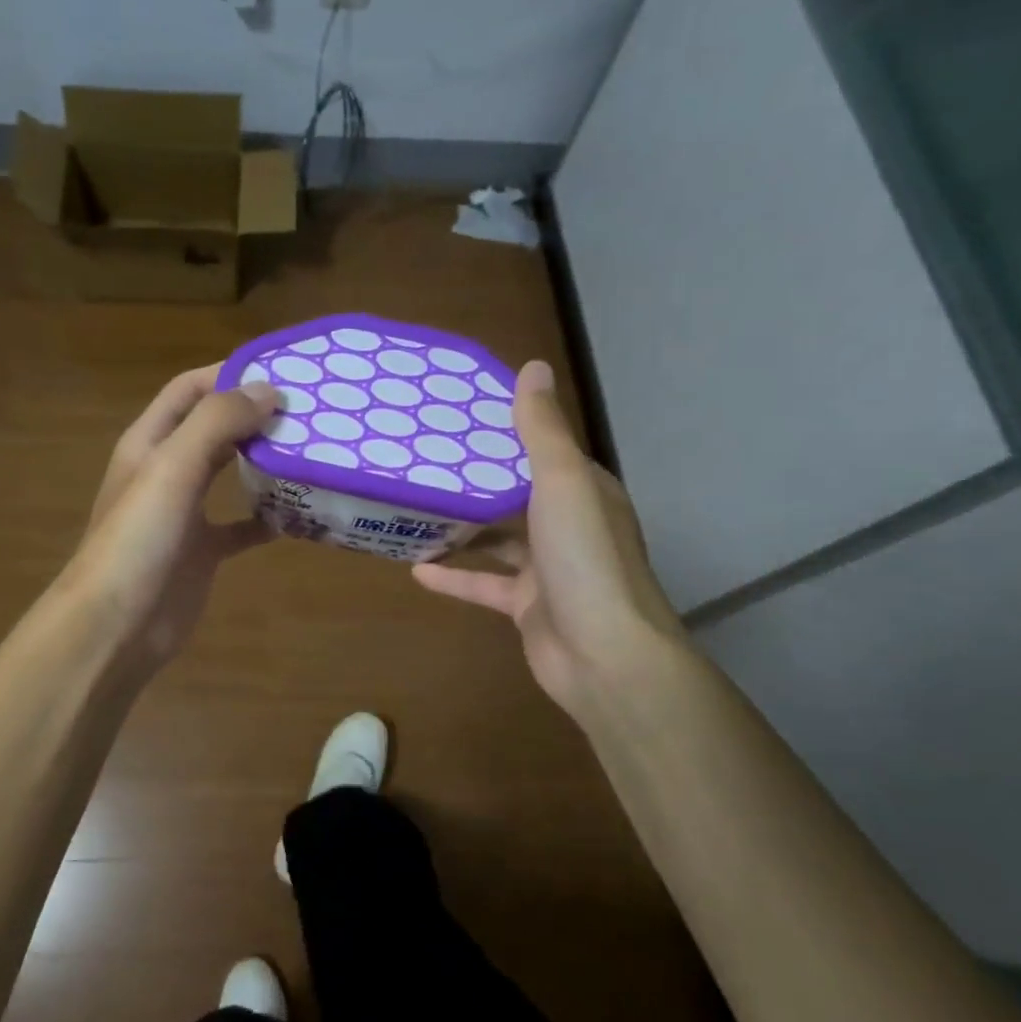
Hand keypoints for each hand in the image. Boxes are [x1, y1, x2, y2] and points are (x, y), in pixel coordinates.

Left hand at [64, 364, 280, 672]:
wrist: (116, 626)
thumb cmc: (139, 539)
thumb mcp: (173, 468)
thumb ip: (217, 422)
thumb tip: (269, 390)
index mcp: (150, 442)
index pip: (190, 390)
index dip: (229, 373)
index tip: (282, 370)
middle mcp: (166, 471)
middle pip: (214, 428)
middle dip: (254, 415)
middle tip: (309, 410)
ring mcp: (184, 513)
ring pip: (230, 474)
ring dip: (264, 462)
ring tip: (311, 450)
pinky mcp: (202, 552)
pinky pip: (240, 526)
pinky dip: (267, 518)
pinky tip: (300, 515)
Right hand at [412, 361, 687, 726]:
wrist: (604, 655)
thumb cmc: (584, 558)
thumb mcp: (562, 482)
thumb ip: (543, 430)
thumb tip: (534, 366)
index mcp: (583, 490)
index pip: (543, 449)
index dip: (506, 431)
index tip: (460, 415)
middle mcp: (569, 525)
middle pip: (516, 494)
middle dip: (476, 479)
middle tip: (425, 458)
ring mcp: (548, 569)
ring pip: (498, 540)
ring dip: (462, 528)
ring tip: (416, 508)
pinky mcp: (527, 605)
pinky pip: (485, 584)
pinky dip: (455, 575)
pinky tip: (415, 569)